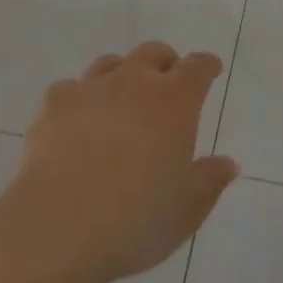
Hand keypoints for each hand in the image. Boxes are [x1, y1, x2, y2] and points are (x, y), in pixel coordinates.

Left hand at [0, 42, 237, 282]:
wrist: (56, 229)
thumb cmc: (133, 222)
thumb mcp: (185, 212)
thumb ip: (209, 182)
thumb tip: (228, 164)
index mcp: (174, 102)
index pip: (197, 67)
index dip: (206, 66)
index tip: (211, 69)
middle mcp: (134, 82)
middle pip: (153, 53)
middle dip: (165, 63)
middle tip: (168, 84)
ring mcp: (91, 89)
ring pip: (111, 63)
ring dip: (122, 74)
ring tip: (122, 99)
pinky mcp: (54, 104)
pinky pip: (70, 88)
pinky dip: (79, 99)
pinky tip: (76, 121)